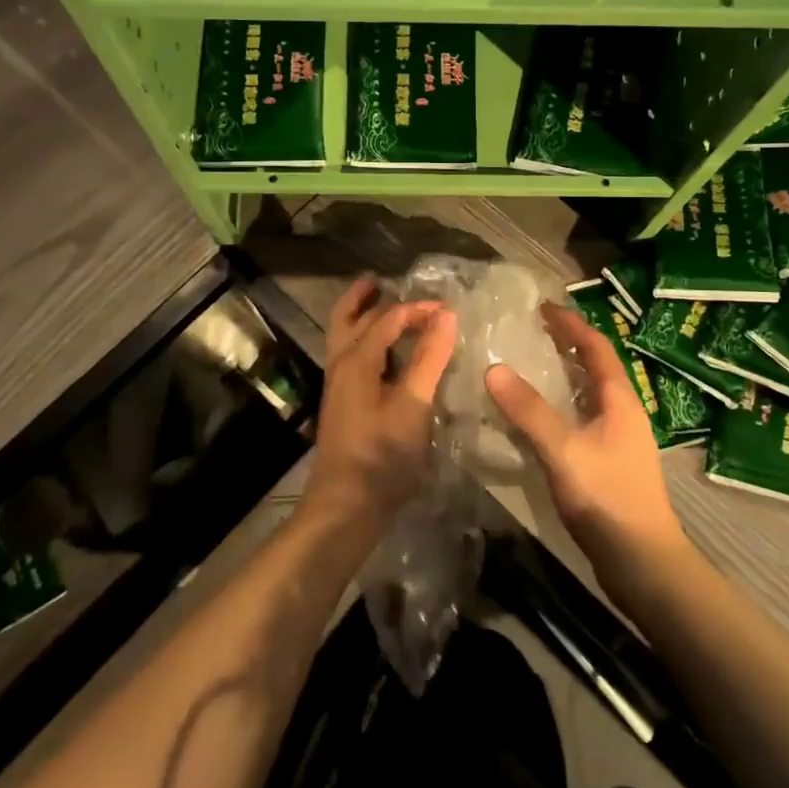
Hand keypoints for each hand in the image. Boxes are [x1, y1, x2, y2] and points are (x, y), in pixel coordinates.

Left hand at [304, 277, 457, 529]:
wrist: (346, 507)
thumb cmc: (382, 456)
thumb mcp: (413, 405)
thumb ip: (430, 359)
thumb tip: (446, 315)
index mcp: (356, 360)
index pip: (388, 318)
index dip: (419, 309)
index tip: (450, 310)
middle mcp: (341, 366)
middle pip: (347, 318)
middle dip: (364, 297)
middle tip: (381, 279)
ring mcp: (339, 387)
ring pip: (345, 338)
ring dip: (361, 317)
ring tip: (382, 305)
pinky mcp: (344, 405)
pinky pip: (352, 358)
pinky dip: (366, 342)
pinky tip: (388, 356)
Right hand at [485, 302, 686, 576]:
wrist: (643, 564)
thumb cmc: (608, 499)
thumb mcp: (563, 450)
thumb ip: (529, 411)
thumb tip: (492, 368)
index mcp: (619, 400)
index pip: (596, 347)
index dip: (571, 324)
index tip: (542, 307)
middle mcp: (622, 413)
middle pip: (595, 367)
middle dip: (566, 345)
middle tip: (530, 332)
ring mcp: (617, 440)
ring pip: (587, 395)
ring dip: (562, 376)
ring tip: (528, 366)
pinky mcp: (607, 464)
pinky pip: (580, 420)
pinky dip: (559, 407)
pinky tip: (535, 420)